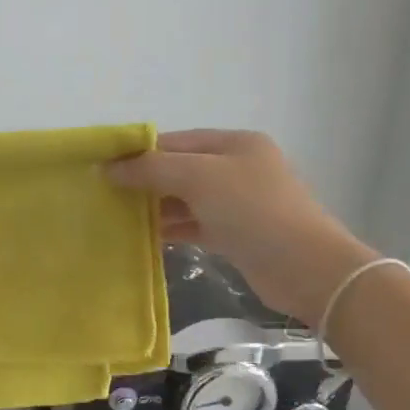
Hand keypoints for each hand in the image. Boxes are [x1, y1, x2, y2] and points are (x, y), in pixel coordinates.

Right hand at [108, 129, 376, 320]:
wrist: (306, 268)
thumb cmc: (252, 210)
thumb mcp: (199, 178)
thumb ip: (152, 169)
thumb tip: (109, 168)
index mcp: (234, 144)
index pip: (176, 141)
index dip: (139, 152)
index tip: (103, 168)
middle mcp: (237, 168)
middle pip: (180, 169)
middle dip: (145, 180)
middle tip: (106, 195)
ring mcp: (239, 203)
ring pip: (186, 199)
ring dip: (155, 207)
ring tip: (118, 217)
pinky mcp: (237, 234)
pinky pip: (195, 224)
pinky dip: (172, 228)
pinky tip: (145, 236)